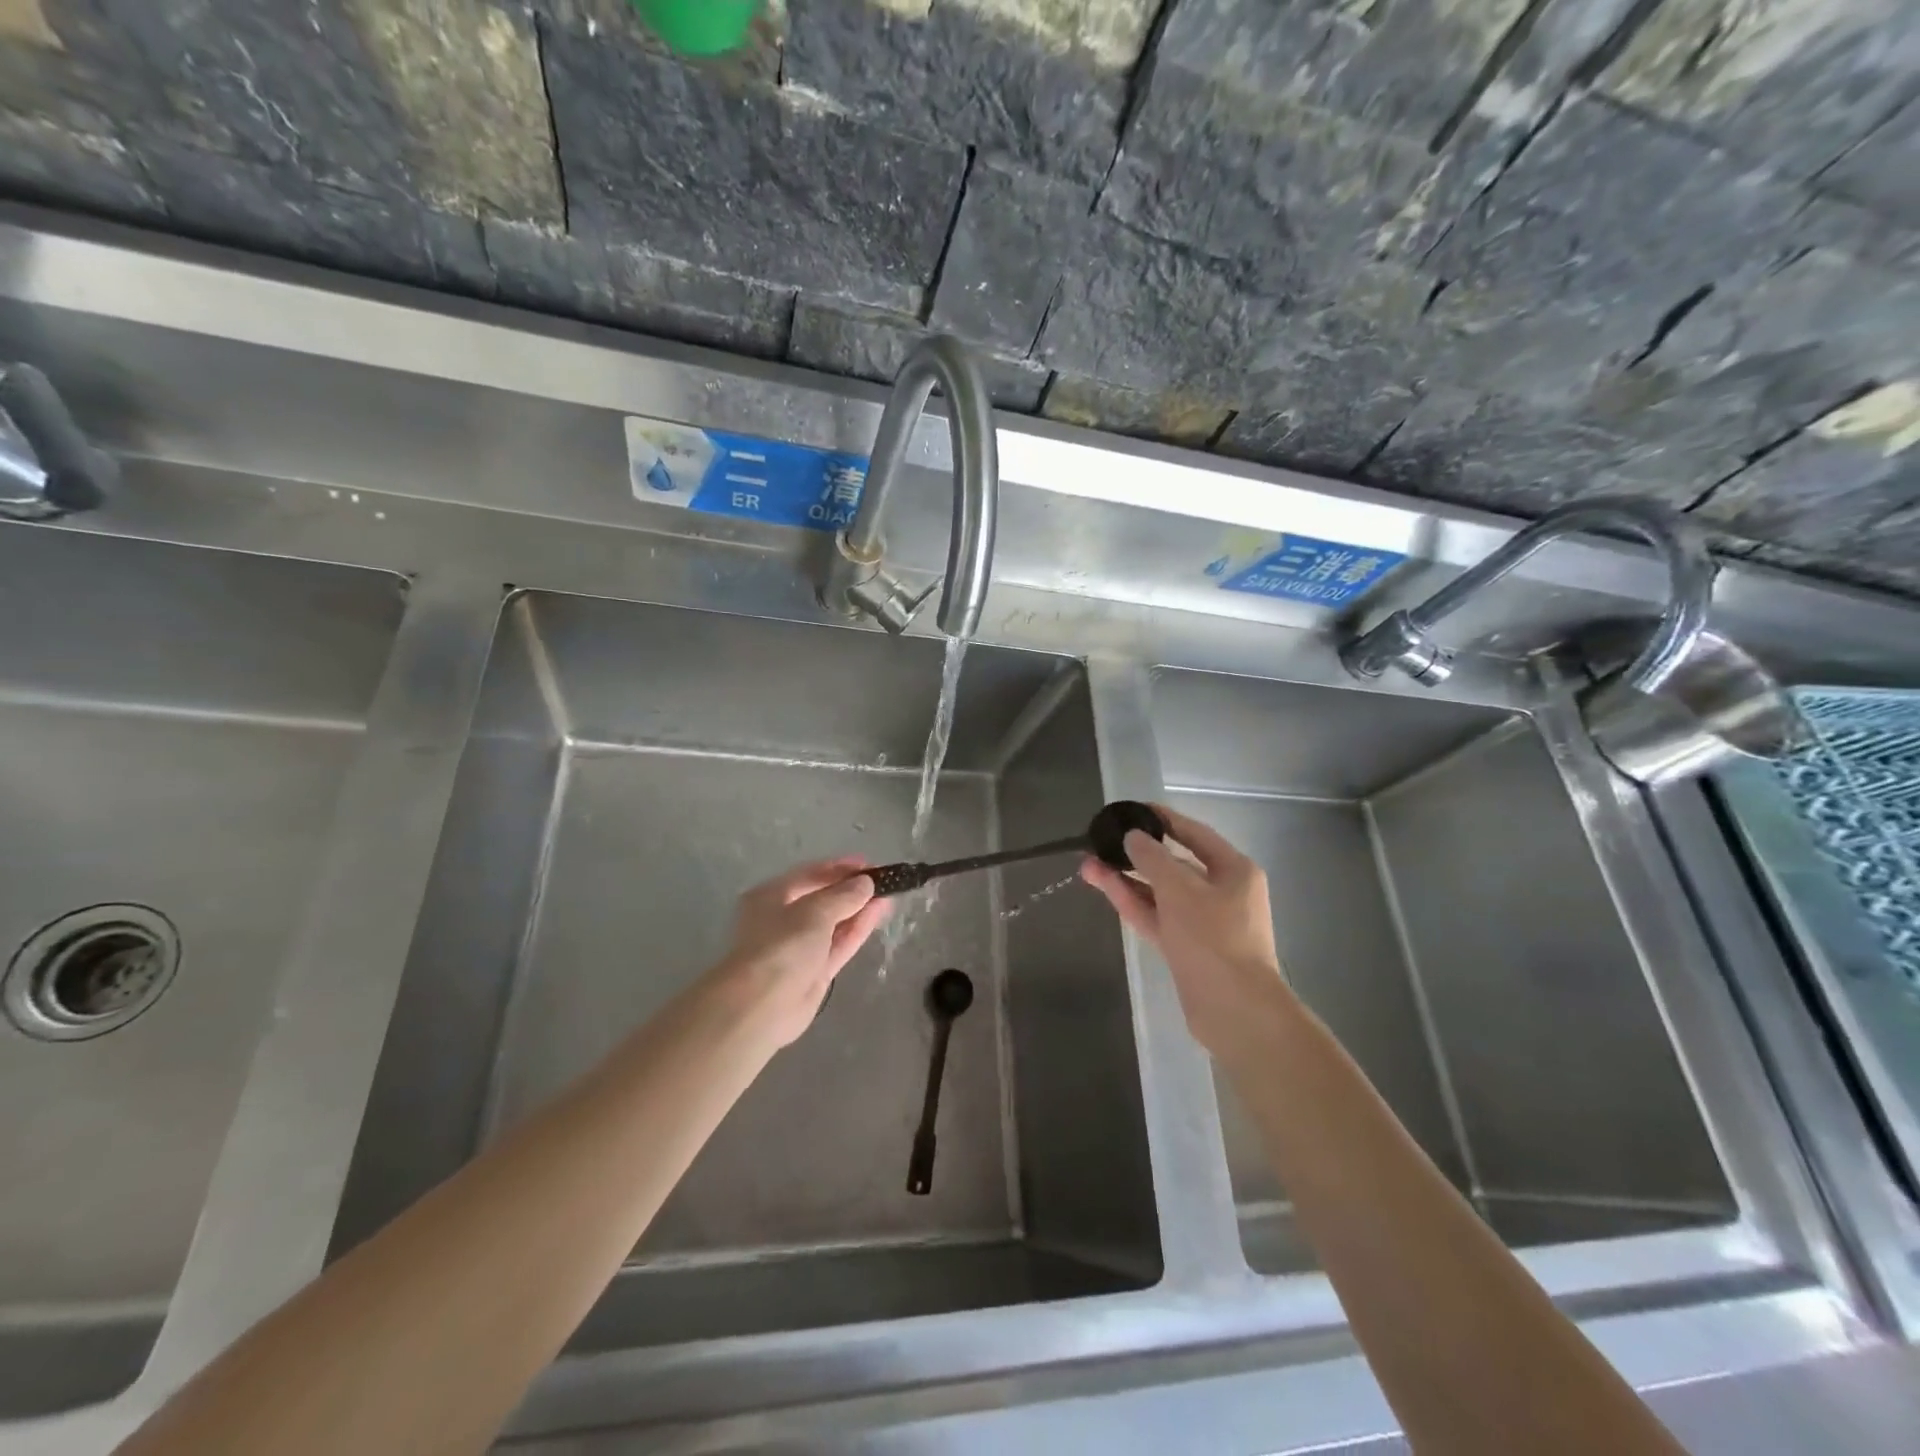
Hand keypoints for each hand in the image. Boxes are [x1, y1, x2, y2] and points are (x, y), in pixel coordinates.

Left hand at [706, 857, 890, 1046]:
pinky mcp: (816, 971)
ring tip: (889, 894)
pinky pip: (840, 943)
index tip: (869, 864)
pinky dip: (858, 928)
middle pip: (823, 898)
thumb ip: (843, 895)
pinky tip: (879, 913)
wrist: (762, 1006)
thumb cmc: (781, 947)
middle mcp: (784, 919)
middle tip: (883, 880)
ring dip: (860, 908)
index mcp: (772, 896)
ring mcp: (801, 947)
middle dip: (852, 889)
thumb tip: (866, 882)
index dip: (840, 867)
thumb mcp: (814, 912)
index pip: (810, 874)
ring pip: (835, 922)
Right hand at [1080, 804, 1289, 1058]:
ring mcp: (1204, 922)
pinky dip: (1134, 903)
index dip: (1162, 820)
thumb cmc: (1214, 939)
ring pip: (1160, 893)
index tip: (1131, 810)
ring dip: (1127, 880)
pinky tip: (1105, 888)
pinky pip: (1157, 916)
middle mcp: (1222, 892)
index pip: (1194, 834)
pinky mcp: (1187, 947)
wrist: (1235, 1010)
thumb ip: (1151, 858)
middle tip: (1102, 843)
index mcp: (1234, 870)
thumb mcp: (1179, 890)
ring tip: (1089, 865)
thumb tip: (1132, 837)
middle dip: (1136, 855)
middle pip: (1174, 864)